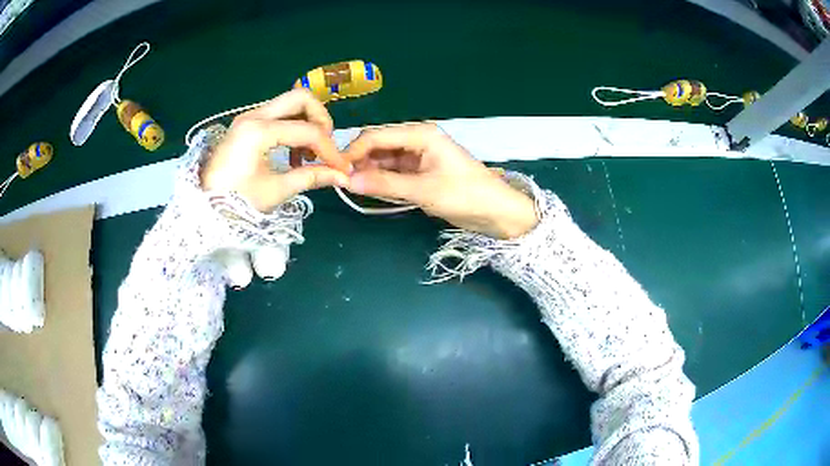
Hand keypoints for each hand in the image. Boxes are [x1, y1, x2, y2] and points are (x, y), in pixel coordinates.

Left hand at [201, 89, 350, 212]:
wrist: (202, 208)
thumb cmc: (235, 202)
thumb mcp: (275, 191)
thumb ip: (311, 177)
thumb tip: (342, 177)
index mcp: (258, 131)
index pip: (308, 131)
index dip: (330, 150)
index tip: (341, 169)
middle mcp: (254, 115)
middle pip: (301, 98)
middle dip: (321, 120)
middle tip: (324, 146)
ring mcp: (249, 117)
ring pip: (290, 103)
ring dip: (307, 123)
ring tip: (308, 155)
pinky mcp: (247, 124)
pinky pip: (278, 115)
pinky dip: (292, 127)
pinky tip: (292, 154)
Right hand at [344, 123, 538, 238]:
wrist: (498, 212)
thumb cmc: (466, 195)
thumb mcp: (424, 190)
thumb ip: (385, 184)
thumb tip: (348, 182)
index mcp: (421, 134)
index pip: (377, 136)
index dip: (354, 151)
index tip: (335, 171)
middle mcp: (417, 140)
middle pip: (379, 145)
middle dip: (360, 161)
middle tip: (342, 183)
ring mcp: (419, 156)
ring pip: (384, 160)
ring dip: (369, 172)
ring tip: (353, 188)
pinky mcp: (421, 172)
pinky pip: (394, 172)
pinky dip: (382, 180)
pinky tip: (371, 190)